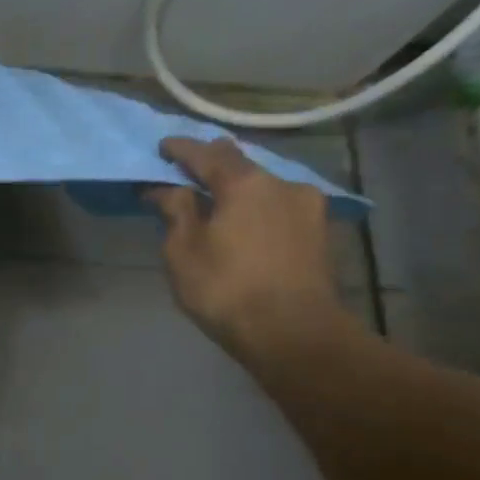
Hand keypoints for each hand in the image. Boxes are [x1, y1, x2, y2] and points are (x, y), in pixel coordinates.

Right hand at [147, 136, 352, 362]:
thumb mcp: (182, 249)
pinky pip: (278, 206)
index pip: (206, 153)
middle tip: (188, 169)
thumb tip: (167, 188)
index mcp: (244, 183)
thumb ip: (175, 210)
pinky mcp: (318, 232)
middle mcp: (281, 184)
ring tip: (215, 198)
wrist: (293, 333)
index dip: (180, 149)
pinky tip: (243, 220)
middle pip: (240, 164)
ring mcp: (306, 207)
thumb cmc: (226, 287)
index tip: (161, 147)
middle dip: (212, 163)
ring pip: (262, 185)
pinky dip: (255, 206)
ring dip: (237, 187)